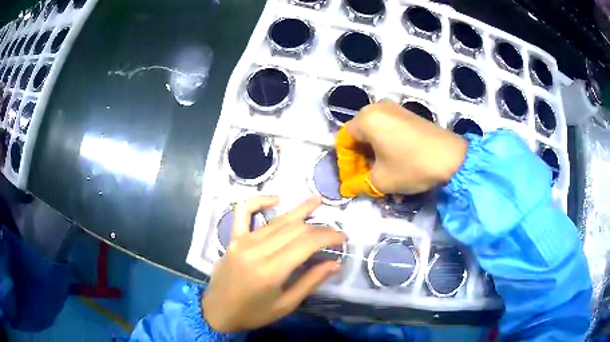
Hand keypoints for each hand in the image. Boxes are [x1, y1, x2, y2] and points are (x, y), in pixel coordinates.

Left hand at [202, 195, 345, 332]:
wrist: (217, 311)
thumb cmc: (253, 313)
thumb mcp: (286, 305)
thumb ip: (310, 282)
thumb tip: (335, 263)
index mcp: (272, 270)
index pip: (307, 243)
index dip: (329, 236)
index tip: (343, 237)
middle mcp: (257, 250)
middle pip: (295, 229)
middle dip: (319, 227)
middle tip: (334, 231)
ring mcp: (243, 241)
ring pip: (277, 221)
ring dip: (299, 210)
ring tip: (317, 201)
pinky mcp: (233, 239)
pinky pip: (244, 212)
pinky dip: (259, 201)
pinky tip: (276, 199)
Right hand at [336, 101, 467, 196]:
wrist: (452, 158)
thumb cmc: (411, 166)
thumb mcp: (381, 180)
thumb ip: (358, 184)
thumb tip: (348, 188)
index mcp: (366, 118)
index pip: (344, 141)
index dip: (345, 164)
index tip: (352, 181)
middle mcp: (378, 108)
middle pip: (360, 137)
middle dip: (361, 162)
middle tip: (366, 181)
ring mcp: (396, 110)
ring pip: (376, 136)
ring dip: (376, 159)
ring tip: (383, 179)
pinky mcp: (409, 116)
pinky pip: (390, 132)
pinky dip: (388, 150)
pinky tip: (396, 168)